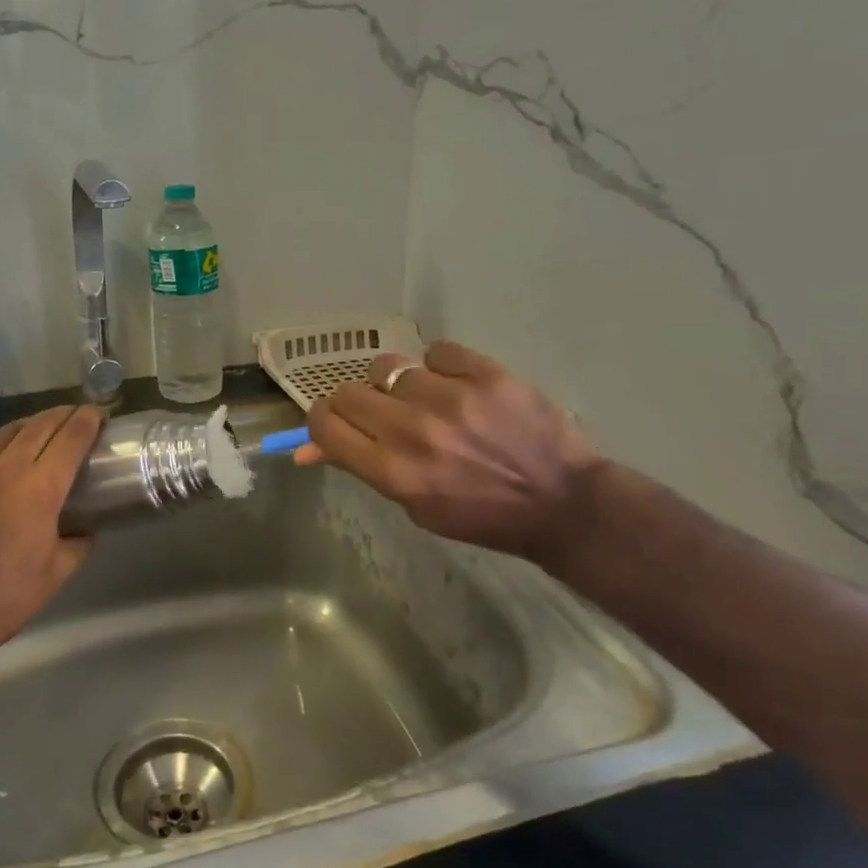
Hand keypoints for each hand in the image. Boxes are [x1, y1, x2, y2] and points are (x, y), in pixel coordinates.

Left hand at [0, 405, 103, 656]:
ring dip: (28, 428)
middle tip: (75, 417)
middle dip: (62, 416)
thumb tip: (85, 528)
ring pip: (3, 434)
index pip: (71, 438)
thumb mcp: (58, 572)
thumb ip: (80, 542)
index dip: (88, 420)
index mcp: (40, 489)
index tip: (98, 414)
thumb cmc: (7, 598)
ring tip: (38, 432)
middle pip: (40, 426)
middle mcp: (4, 470)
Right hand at [296, 341, 599, 560]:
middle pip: (349, 392)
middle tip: (384, 416)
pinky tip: (459, 387)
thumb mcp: (414, 505)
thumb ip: (361, 469)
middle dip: (358, 404)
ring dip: (400, 384)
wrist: (562, 503)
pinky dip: (442, 367)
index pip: (325, 426)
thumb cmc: (481, 515)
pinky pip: (437, 352)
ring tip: (428, 401)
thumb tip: (306, 449)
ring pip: (389, 366)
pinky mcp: (485, 373)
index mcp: (393, 472)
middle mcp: (413, 431)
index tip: (337, 423)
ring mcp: (450, 398)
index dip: (323, 421)